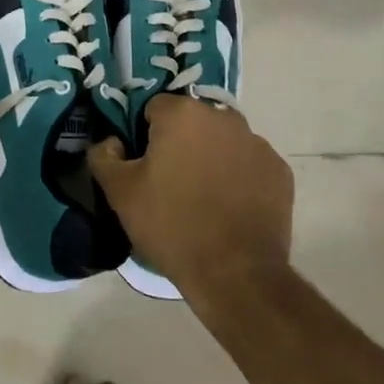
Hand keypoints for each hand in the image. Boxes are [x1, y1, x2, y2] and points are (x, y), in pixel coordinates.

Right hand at [88, 94, 292, 306]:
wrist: (236, 274)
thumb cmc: (171, 225)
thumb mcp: (120, 193)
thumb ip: (104, 156)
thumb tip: (111, 142)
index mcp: (183, 114)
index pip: (154, 109)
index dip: (144, 135)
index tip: (144, 166)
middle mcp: (223, 117)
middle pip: (191, 122)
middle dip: (180, 142)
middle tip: (170, 182)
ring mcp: (257, 143)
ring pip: (222, 141)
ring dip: (211, 157)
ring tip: (202, 197)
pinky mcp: (279, 171)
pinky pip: (249, 164)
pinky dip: (239, 177)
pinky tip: (230, 207)